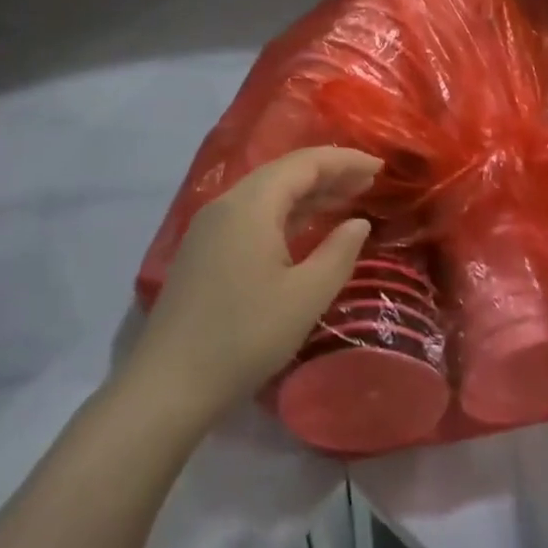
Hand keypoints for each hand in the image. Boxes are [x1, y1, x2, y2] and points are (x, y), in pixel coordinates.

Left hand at [128, 147, 381, 427]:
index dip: (345, 161)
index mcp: (251, 205)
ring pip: (267, 193)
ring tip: (348, 199)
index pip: (305, 163)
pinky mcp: (204, 250)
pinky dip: (286, 212)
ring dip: (308, 192)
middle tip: (370, 182)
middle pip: (284, 172)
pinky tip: (307, 227)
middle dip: (329, 172)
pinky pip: (252, 214)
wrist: (167, 387)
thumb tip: (358, 224)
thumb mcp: (305, 296)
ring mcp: (210, 227)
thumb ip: (339, 252)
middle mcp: (227, 204)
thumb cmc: (244, 337)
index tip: (380, 168)